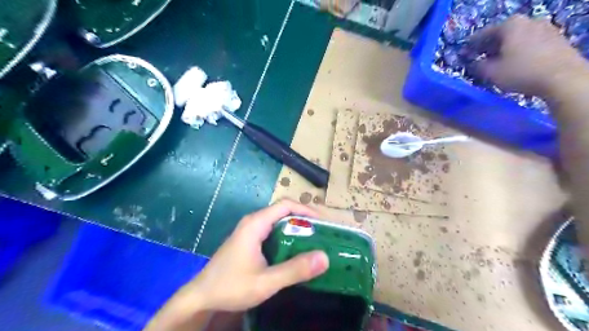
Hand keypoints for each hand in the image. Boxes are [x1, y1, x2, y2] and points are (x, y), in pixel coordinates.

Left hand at [180, 201, 329, 311]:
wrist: (201, 297)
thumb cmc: (231, 286)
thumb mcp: (266, 281)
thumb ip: (295, 270)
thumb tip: (324, 258)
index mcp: (256, 223)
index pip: (286, 205)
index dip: (306, 210)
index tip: (324, 222)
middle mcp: (254, 222)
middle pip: (284, 211)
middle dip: (305, 220)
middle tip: (323, 234)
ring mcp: (251, 231)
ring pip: (279, 222)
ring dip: (297, 229)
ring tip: (315, 242)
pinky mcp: (250, 241)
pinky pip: (273, 232)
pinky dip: (288, 237)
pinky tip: (296, 251)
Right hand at [465, 14, 588, 96]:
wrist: (562, 77)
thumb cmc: (521, 72)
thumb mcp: (491, 72)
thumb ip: (477, 66)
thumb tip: (472, 63)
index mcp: (510, 25)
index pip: (483, 34)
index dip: (471, 45)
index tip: (463, 54)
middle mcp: (528, 21)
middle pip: (501, 34)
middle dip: (488, 47)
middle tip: (478, 58)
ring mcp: (545, 28)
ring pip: (516, 39)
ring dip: (503, 49)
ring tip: (495, 63)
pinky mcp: (555, 39)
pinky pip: (529, 43)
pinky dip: (518, 51)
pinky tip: (513, 64)